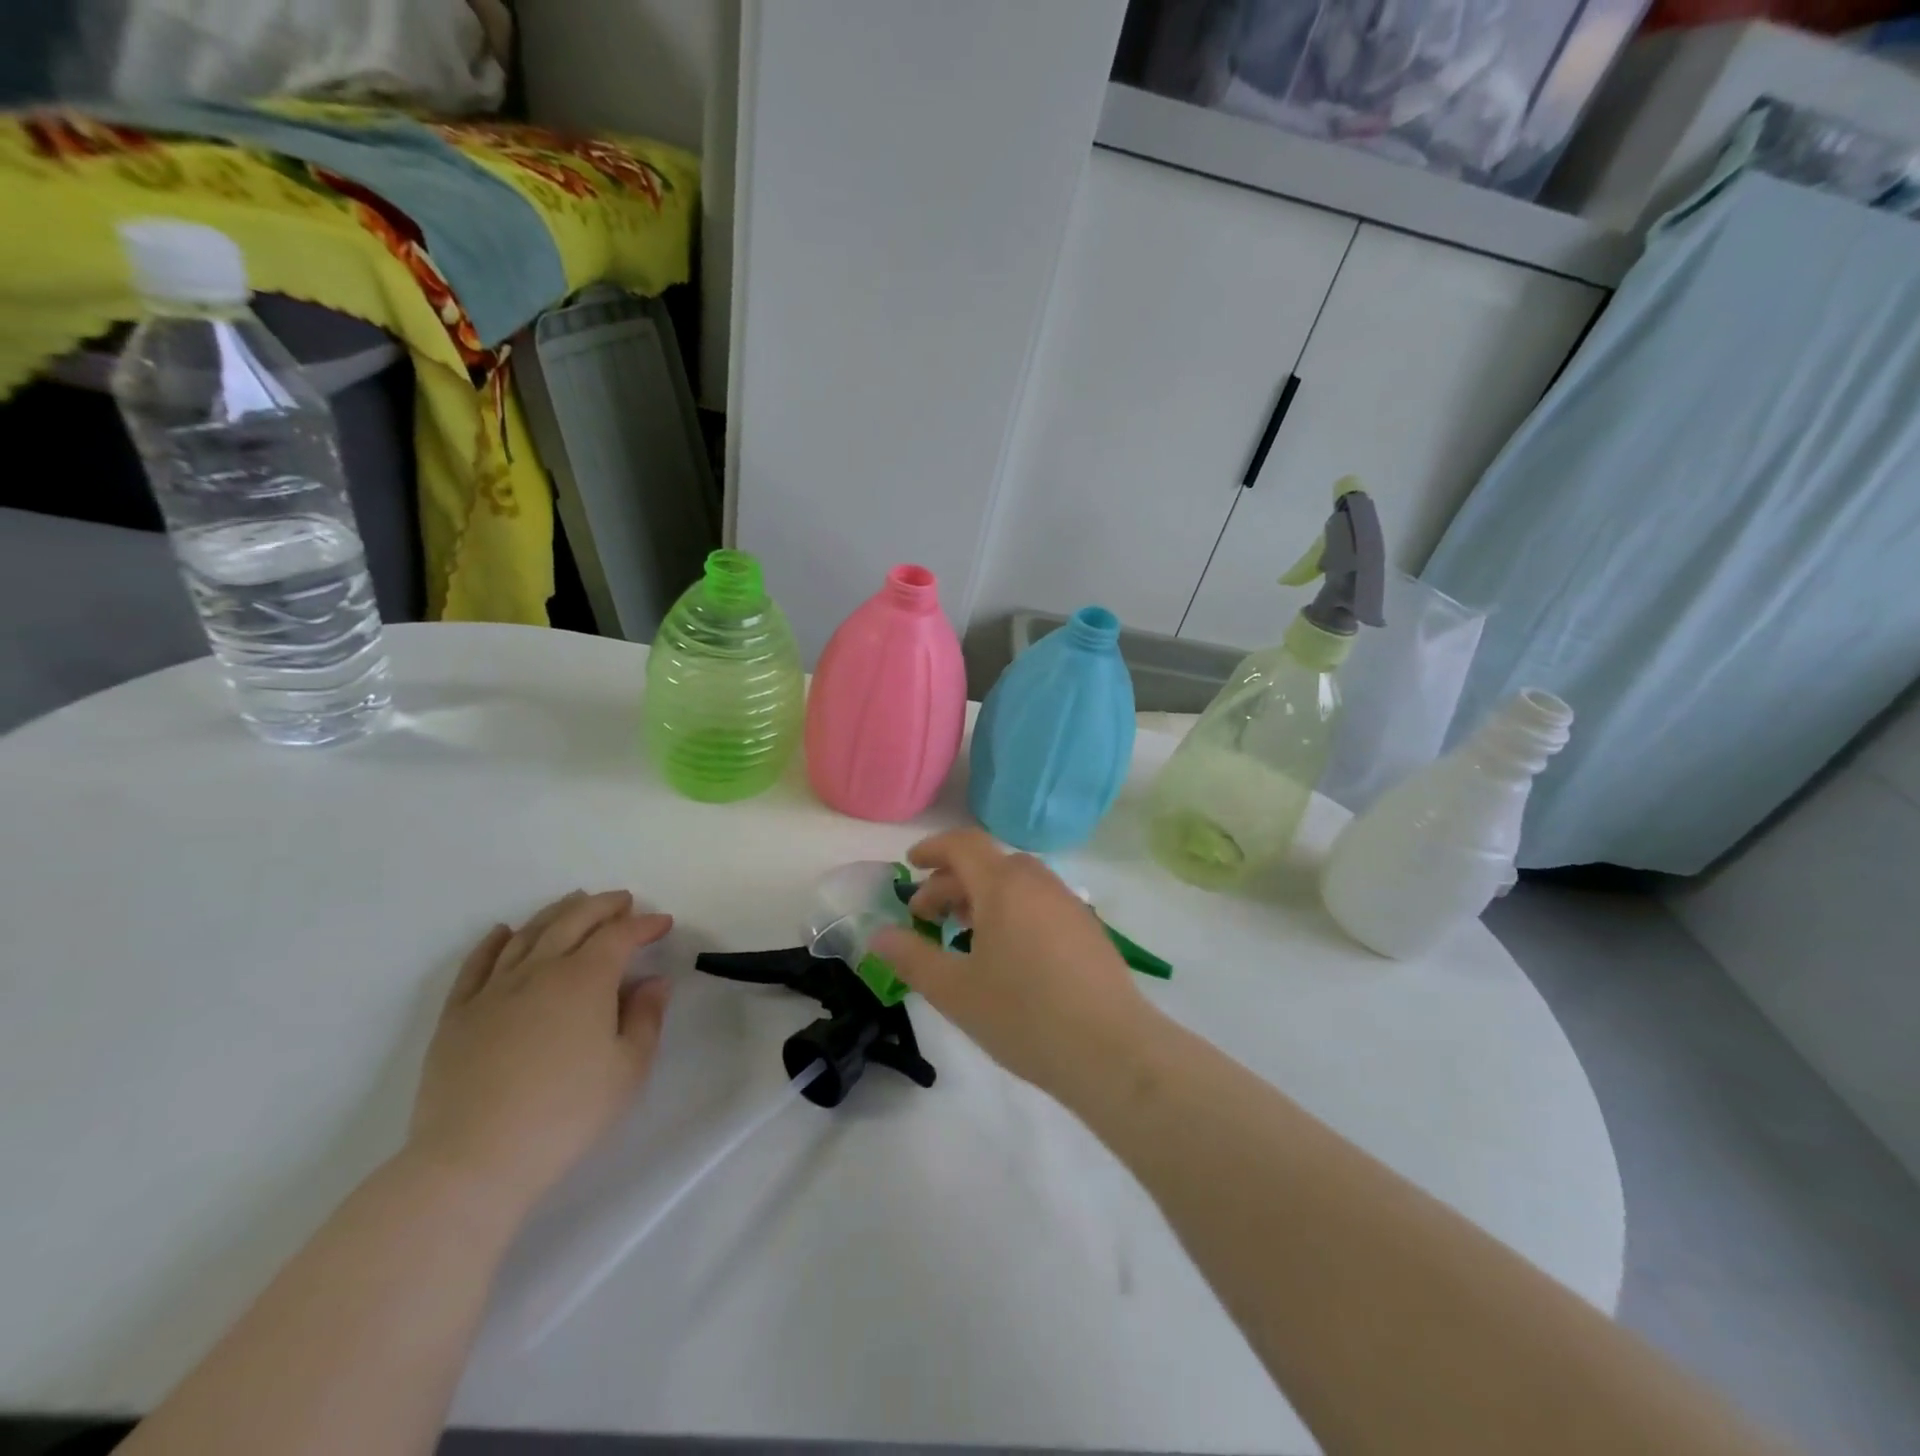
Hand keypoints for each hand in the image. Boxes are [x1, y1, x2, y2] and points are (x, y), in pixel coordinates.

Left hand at [407, 891, 672, 1214]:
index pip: (620, 936)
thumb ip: (646, 1017)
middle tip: (623, 901)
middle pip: (574, 922)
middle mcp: (540, 971)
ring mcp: (493, 990)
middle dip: (603, 906)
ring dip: (556, 913)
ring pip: (528, 935)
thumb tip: (652, 981)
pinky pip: (476, 965)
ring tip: (574, 902)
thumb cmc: (566, 1114)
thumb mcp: (628, 1068)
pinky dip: (493, 942)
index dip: (644, 924)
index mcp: (586, 979)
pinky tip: (503, 932)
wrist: (474, 1160)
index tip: (663, 923)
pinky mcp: (457, 1015)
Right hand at [870, 830, 1154, 1102]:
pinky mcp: (1087, 929)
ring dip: (982, 897)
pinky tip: (1007, 955)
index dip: (932, 848)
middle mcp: (1038, 883)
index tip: (910, 866)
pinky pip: (1039, 903)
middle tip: (927, 918)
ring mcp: (1068, 904)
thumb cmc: (1024, 1015)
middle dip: (951, 883)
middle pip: (988, 864)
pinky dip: (1011, 911)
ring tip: (963, 935)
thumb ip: (912, 958)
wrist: (1111, 1049)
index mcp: (1004, 885)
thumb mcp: (955, 991)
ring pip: (1016, 883)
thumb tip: (879, 936)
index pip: (963, 844)